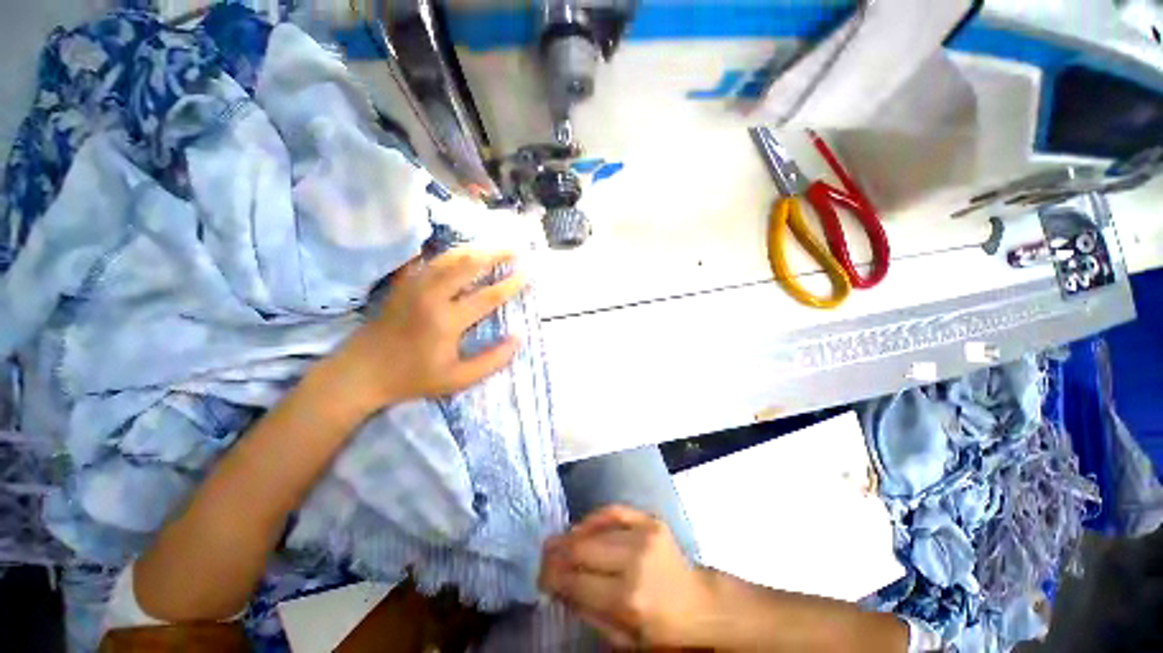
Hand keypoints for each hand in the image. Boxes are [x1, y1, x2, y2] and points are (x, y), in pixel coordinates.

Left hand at [334, 248, 524, 412]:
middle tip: (515, 249)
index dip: (510, 284)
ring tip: (495, 246)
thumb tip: (518, 337)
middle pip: (468, 265)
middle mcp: (431, 297)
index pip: (487, 297)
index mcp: (447, 322)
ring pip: (449, 257)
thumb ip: (492, 360)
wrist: (362, 372)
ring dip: (475, 249)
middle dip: (495, 254)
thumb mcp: (458, 379)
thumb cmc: (413, 377)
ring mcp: (415, 286)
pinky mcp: (404, 284)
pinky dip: (451, 253)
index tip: (527, 273)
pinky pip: (431, 260)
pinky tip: (463, 251)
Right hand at [539, 506, 716, 648]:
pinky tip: (581, 526)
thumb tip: (559, 586)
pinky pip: (614, 510)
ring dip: (571, 536)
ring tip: (557, 543)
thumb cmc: (662, 632)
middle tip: (544, 558)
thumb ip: (588, 612)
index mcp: (628, 599)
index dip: (553, 578)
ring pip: (595, 529)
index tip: (540, 578)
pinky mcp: (651, 520)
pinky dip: (594, 517)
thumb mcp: (624, 640)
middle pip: (582, 550)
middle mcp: (634, 561)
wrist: (700, 605)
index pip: (577, 582)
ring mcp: (644, 535)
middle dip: (556, 554)